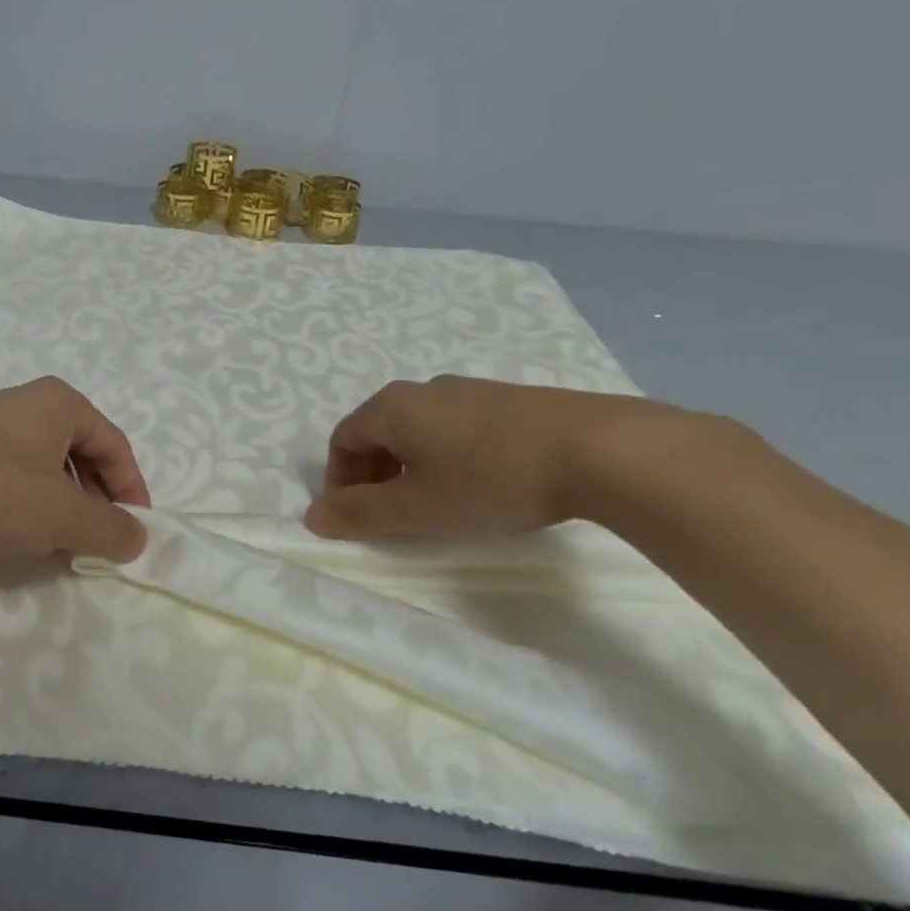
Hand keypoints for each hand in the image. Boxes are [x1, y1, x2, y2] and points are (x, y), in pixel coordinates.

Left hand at [0, 377, 151, 562]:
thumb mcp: (62, 515)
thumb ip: (110, 528)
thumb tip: (139, 537)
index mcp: (61, 404)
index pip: (117, 446)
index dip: (132, 491)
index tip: (134, 533)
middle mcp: (29, 405)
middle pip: (84, 456)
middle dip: (96, 501)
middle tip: (99, 542)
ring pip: (48, 470)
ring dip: (64, 508)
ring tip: (62, 545)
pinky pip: (15, 478)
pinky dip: (30, 506)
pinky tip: (21, 537)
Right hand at [304, 376, 655, 541]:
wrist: (597, 449)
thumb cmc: (489, 480)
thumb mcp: (416, 508)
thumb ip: (359, 514)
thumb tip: (312, 517)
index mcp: (392, 408)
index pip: (342, 441)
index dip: (339, 483)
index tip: (355, 521)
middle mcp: (423, 390)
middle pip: (378, 434)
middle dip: (373, 478)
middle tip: (391, 519)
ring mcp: (468, 391)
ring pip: (418, 432)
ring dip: (410, 470)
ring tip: (435, 507)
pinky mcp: (506, 401)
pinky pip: (454, 429)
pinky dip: (446, 459)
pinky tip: (478, 487)